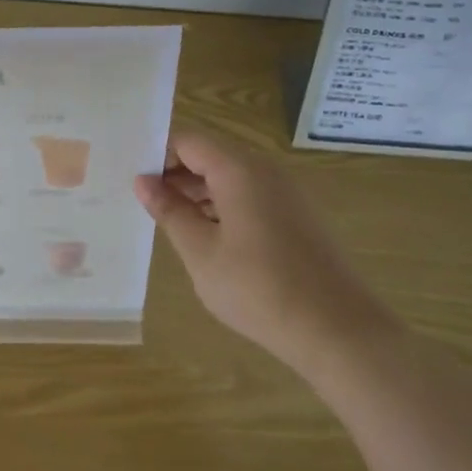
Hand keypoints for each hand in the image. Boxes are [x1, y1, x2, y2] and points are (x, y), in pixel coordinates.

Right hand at [136, 128, 390, 373]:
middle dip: (175, 174)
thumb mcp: (201, 252)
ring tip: (169, 222)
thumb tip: (142, 181)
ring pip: (230, 176)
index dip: (157, 154)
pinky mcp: (297, 215)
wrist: (338, 330)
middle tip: (144, 203)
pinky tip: (207, 237)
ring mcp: (285, 191)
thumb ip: (169, 211)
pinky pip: (250, 194)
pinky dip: (223, 205)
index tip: (133, 180)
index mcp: (239, 169)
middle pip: (210, 154)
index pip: (187, 140)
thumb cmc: (258, 288)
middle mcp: (265, 169)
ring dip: (198, 191)